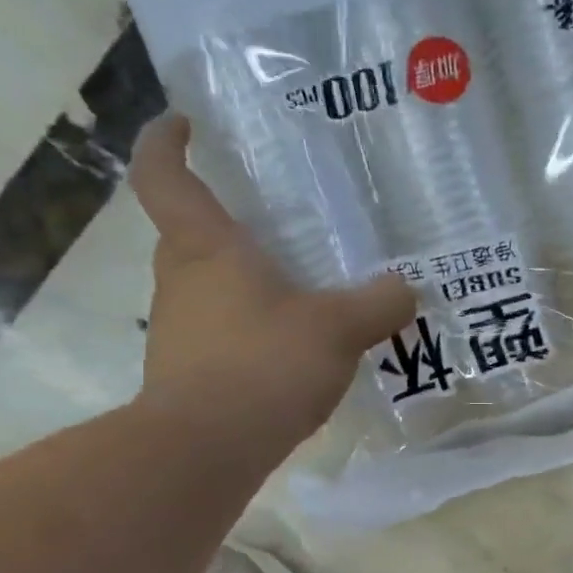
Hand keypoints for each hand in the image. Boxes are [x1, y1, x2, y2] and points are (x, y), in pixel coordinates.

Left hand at [129, 113, 414, 454]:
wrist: (206, 449)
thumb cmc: (264, 364)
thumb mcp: (338, 328)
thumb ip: (379, 304)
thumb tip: (408, 288)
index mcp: (206, 248)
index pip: (163, 177)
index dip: (165, 143)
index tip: (183, 124)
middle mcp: (181, 280)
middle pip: (187, 234)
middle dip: (223, 222)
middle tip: (274, 222)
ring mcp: (178, 330)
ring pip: (205, 286)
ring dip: (240, 281)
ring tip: (298, 289)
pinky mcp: (186, 372)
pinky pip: (219, 331)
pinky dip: (248, 328)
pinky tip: (291, 349)